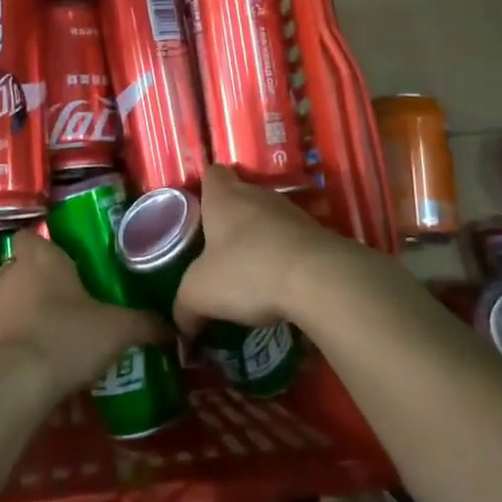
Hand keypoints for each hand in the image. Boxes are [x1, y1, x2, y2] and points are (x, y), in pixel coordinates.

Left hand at [0, 232, 168, 401]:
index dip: (46, 245)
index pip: (31, 235)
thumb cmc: (66, 337)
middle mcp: (14, 275)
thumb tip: (173, 326)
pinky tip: (50, 362)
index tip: (69, 260)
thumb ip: (146, 324)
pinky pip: (10, 334)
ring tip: (66, 333)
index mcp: (42, 258)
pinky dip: (26, 343)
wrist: (14, 385)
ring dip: (34, 313)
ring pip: (16, 301)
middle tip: (75, 297)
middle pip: (25, 268)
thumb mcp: (118, 330)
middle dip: (45, 281)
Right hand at [173, 166, 357, 336]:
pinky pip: (293, 242)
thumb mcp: (200, 293)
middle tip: (220, 253)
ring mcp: (292, 212)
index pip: (212, 174)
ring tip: (250, 274)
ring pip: (268, 220)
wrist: (320, 279)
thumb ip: (184, 307)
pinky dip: (285, 258)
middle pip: (240, 197)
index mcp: (224, 196)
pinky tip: (279, 286)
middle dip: (231, 221)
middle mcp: (257, 195)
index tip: (200, 213)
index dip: (205, 189)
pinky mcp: (319, 235)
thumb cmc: (247, 270)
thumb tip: (182, 327)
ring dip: (260, 241)